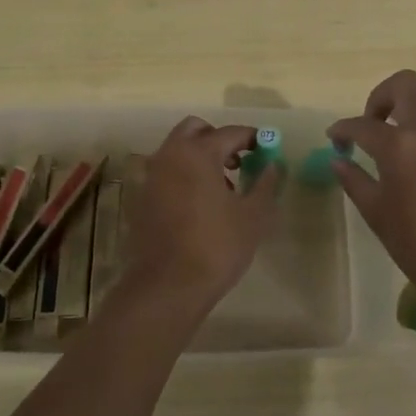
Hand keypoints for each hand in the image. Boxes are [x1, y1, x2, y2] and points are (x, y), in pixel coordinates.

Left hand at [120, 117, 281, 304]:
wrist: (168, 285)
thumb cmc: (217, 246)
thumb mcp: (253, 216)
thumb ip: (265, 183)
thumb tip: (273, 165)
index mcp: (197, 153)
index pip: (230, 133)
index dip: (252, 138)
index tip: (267, 150)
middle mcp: (169, 156)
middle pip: (194, 130)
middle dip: (218, 139)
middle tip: (239, 162)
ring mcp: (151, 177)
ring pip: (177, 151)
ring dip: (200, 157)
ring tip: (223, 188)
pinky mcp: (142, 198)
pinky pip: (166, 173)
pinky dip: (184, 175)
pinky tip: (200, 204)